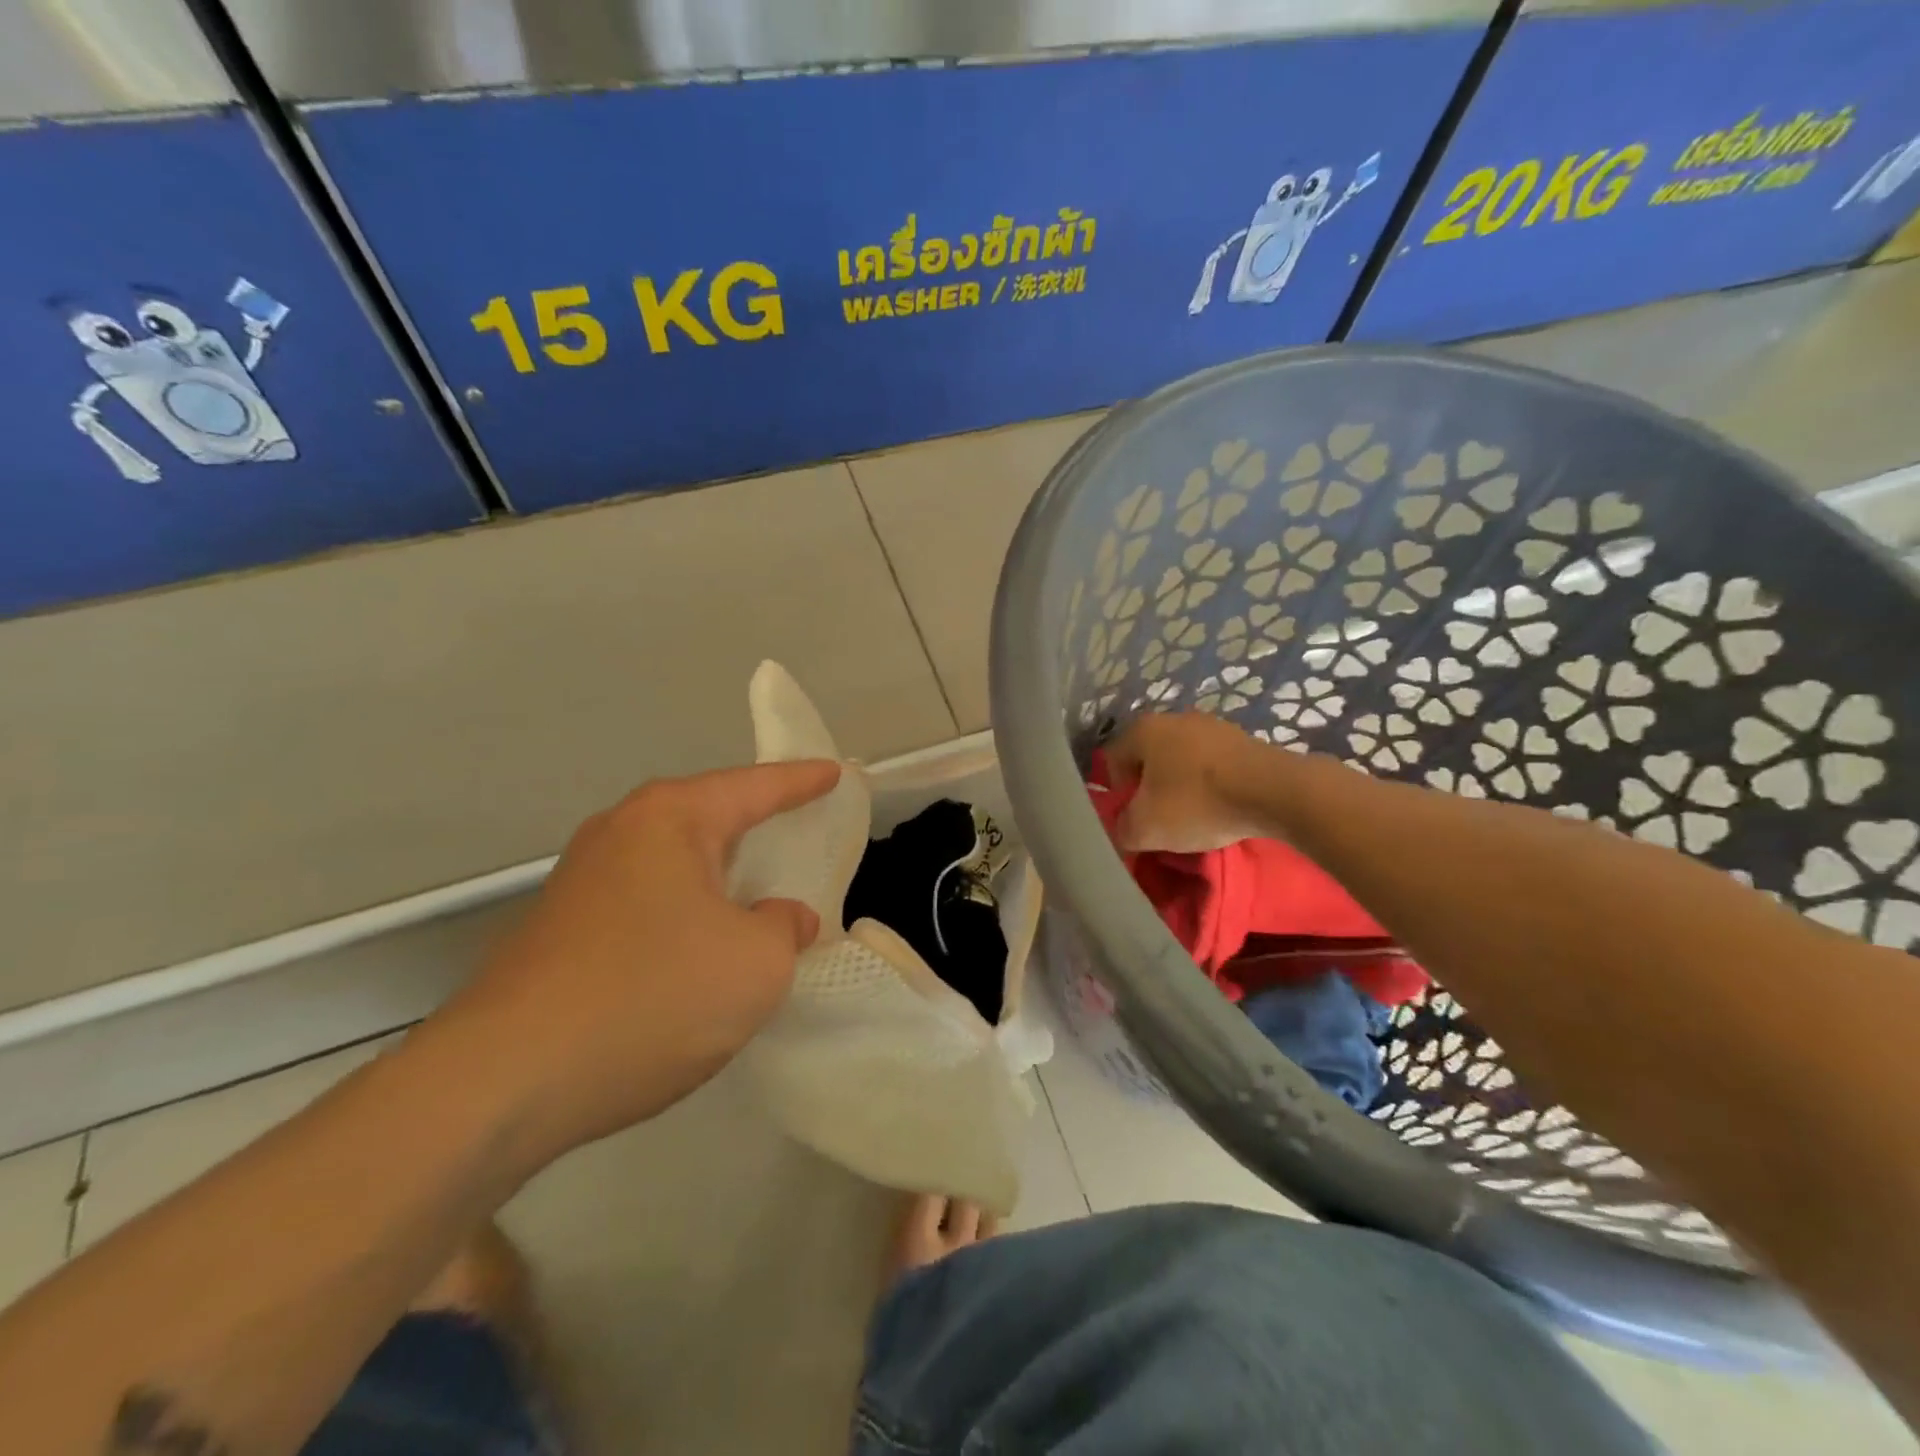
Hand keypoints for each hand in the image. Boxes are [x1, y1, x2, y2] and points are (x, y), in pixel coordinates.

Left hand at [430, 761, 840, 1160]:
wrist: (503, 1083)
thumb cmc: (650, 996)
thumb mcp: (755, 963)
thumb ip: (785, 928)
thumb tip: (780, 918)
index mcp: (669, 820)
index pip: (754, 788)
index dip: (801, 782)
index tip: (835, 773)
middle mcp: (620, 834)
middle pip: (708, 818)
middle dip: (755, 824)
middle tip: (798, 827)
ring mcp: (582, 883)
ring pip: (675, 866)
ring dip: (719, 878)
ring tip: (758, 893)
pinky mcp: (561, 931)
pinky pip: (648, 903)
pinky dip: (686, 913)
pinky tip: (700, 951)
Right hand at [1104, 712, 1277, 851]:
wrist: (1275, 792)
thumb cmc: (1197, 803)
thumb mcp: (1145, 829)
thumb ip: (1122, 829)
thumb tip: (1123, 828)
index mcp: (1142, 730)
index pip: (1111, 762)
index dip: (1117, 795)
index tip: (1134, 819)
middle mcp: (1173, 718)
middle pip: (1148, 759)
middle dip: (1150, 789)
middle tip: (1161, 820)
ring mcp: (1211, 724)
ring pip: (1181, 760)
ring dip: (1181, 786)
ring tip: (1195, 816)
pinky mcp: (1242, 738)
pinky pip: (1212, 764)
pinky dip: (1210, 784)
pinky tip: (1221, 806)